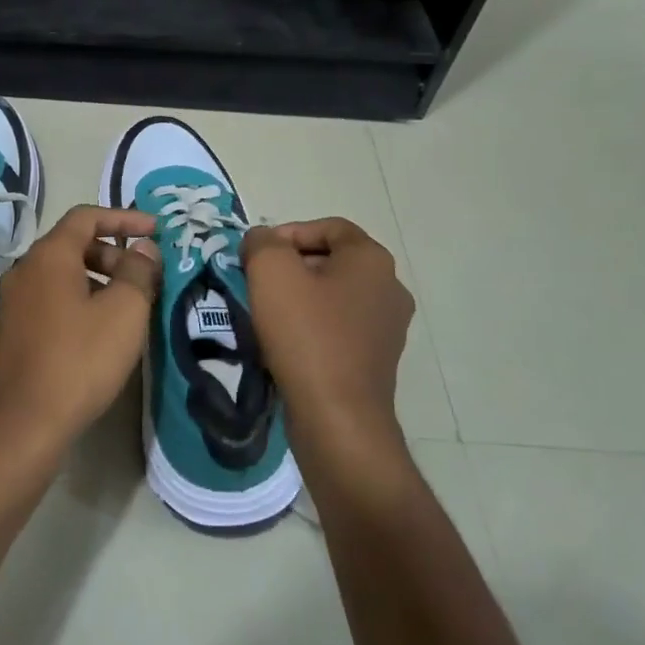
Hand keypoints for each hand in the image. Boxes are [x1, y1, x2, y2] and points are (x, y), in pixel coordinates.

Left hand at [0, 205, 160, 473]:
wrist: (25, 424)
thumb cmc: (80, 360)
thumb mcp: (124, 312)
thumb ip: (138, 271)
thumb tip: (143, 248)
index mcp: (48, 256)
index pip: (87, 217)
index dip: (124, 218)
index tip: (156, 230)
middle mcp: (24, 270)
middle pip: (73, 244)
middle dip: (114, 252)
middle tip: (145, 276)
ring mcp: (14, 301)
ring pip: (62, 274)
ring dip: (99, 278)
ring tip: (129, 305)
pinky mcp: (13, 329)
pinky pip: (52, 298)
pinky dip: (80, 299)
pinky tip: (101, 329)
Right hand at [242, 218, 414, 451]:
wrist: (336, 417)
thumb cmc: (306, 336)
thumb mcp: (271, 273)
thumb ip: (262, 242)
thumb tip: (262, 240)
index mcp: (372, 260)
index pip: (330, 226)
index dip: (289, 232)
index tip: (258, 255)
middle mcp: (389, 288)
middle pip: (332, 260)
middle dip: (290, 266)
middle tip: (255, 283)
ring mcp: (387, 327)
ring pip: (334, 296)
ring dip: (299, 298)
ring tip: (265, 315)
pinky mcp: (377, 360)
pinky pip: (339, 329)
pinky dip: (311, 328)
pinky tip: (285, 345)